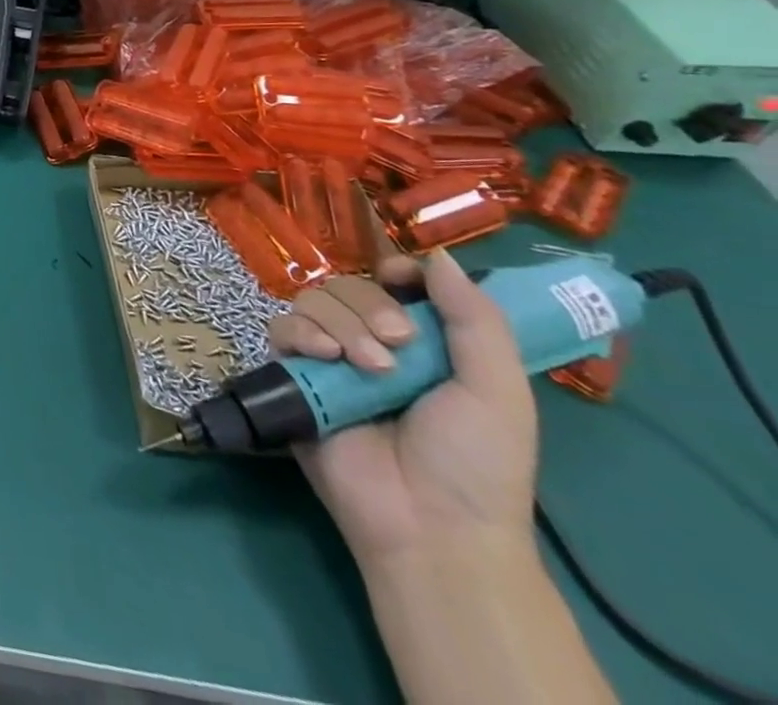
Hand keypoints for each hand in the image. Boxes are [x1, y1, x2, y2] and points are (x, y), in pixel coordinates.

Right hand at [269, 249, 536, 566]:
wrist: (430, 523)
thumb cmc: (476, 461)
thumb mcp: (498, 390)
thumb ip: (474, 319)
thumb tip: (439, 255)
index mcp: (423, 344)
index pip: (393, 283)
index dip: (394, 271)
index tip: (400, 280)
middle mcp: (371, 342)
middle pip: (349, 285)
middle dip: (370, 306)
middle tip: (399, 347)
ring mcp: (329, 360)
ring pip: (313, 301)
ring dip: (341, 324)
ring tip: (369, 368)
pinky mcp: (294, 376)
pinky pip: (281, 329)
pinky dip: (302, 334)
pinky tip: (325, 358)